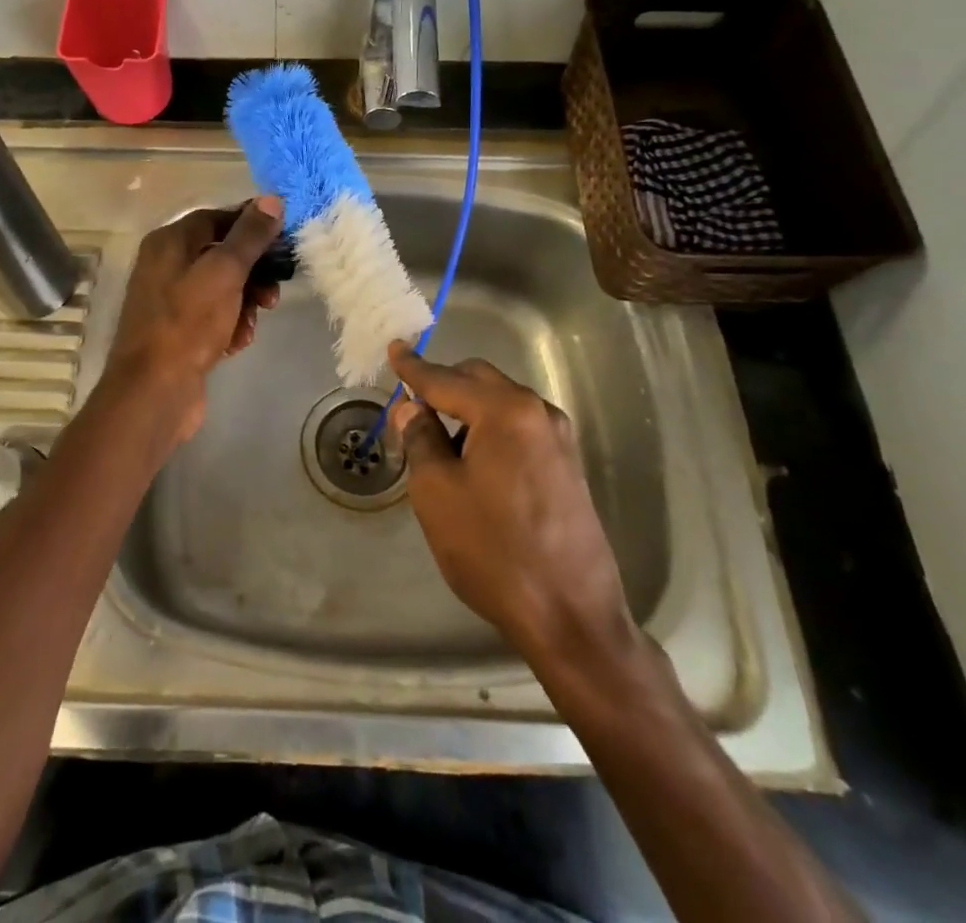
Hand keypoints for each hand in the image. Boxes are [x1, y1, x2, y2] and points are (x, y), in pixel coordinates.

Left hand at [98, 198, 284, 449]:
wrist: (154, 390)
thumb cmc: (188, 322)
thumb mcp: (224, 272)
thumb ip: (249, 236)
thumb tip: (271, 200)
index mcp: (169, 242)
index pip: (216, 218)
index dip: (251, 225)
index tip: (282, 238)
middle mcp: (165, 265)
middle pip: (221, 254)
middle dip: (252, 272)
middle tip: (273, 292)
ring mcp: (170, 301)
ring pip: (221, 288)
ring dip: (245, 302)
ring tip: (254, 321)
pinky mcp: (178, 332)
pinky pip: (213, 317)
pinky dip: (230, 325)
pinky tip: (237, 342)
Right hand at [388, 341, 637, 669]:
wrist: (571, 617)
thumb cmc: (493, 551)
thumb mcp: (437, 492)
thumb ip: (420, 438)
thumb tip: (411, 407)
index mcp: (505, 412)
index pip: (446, 379)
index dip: (414, 367)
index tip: (394, 347)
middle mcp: (538, 413)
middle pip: (479, 381)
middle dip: (443, 384)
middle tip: (410, 403)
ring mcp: (559, 439)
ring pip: (501, 404)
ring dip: (466, 410)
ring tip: (436, 440)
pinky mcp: (567, 466)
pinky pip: (518, 428)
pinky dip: (489, 430)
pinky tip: (472, 461)